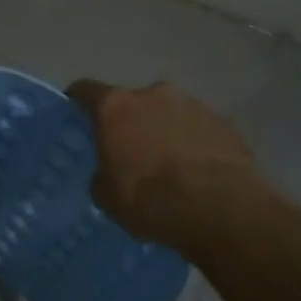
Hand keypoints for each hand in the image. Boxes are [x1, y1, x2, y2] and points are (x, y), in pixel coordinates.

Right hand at [66, 79, 260, 247]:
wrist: (219, 210)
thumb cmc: (149, 200)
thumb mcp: (106, 196)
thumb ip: (102, 173)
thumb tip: (110, 171)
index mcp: (116, 107)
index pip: (86, 90)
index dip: (78, 101)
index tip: (76, 113)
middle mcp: (153, 94)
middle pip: (133, 102)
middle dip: (130, 121)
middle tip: (130, 150)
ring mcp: (193, 105)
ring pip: (168, 113)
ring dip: (164, 130)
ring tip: (169, 164)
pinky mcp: (224, 123)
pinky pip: (198, 129)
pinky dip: (192, 143)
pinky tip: (196, 170)